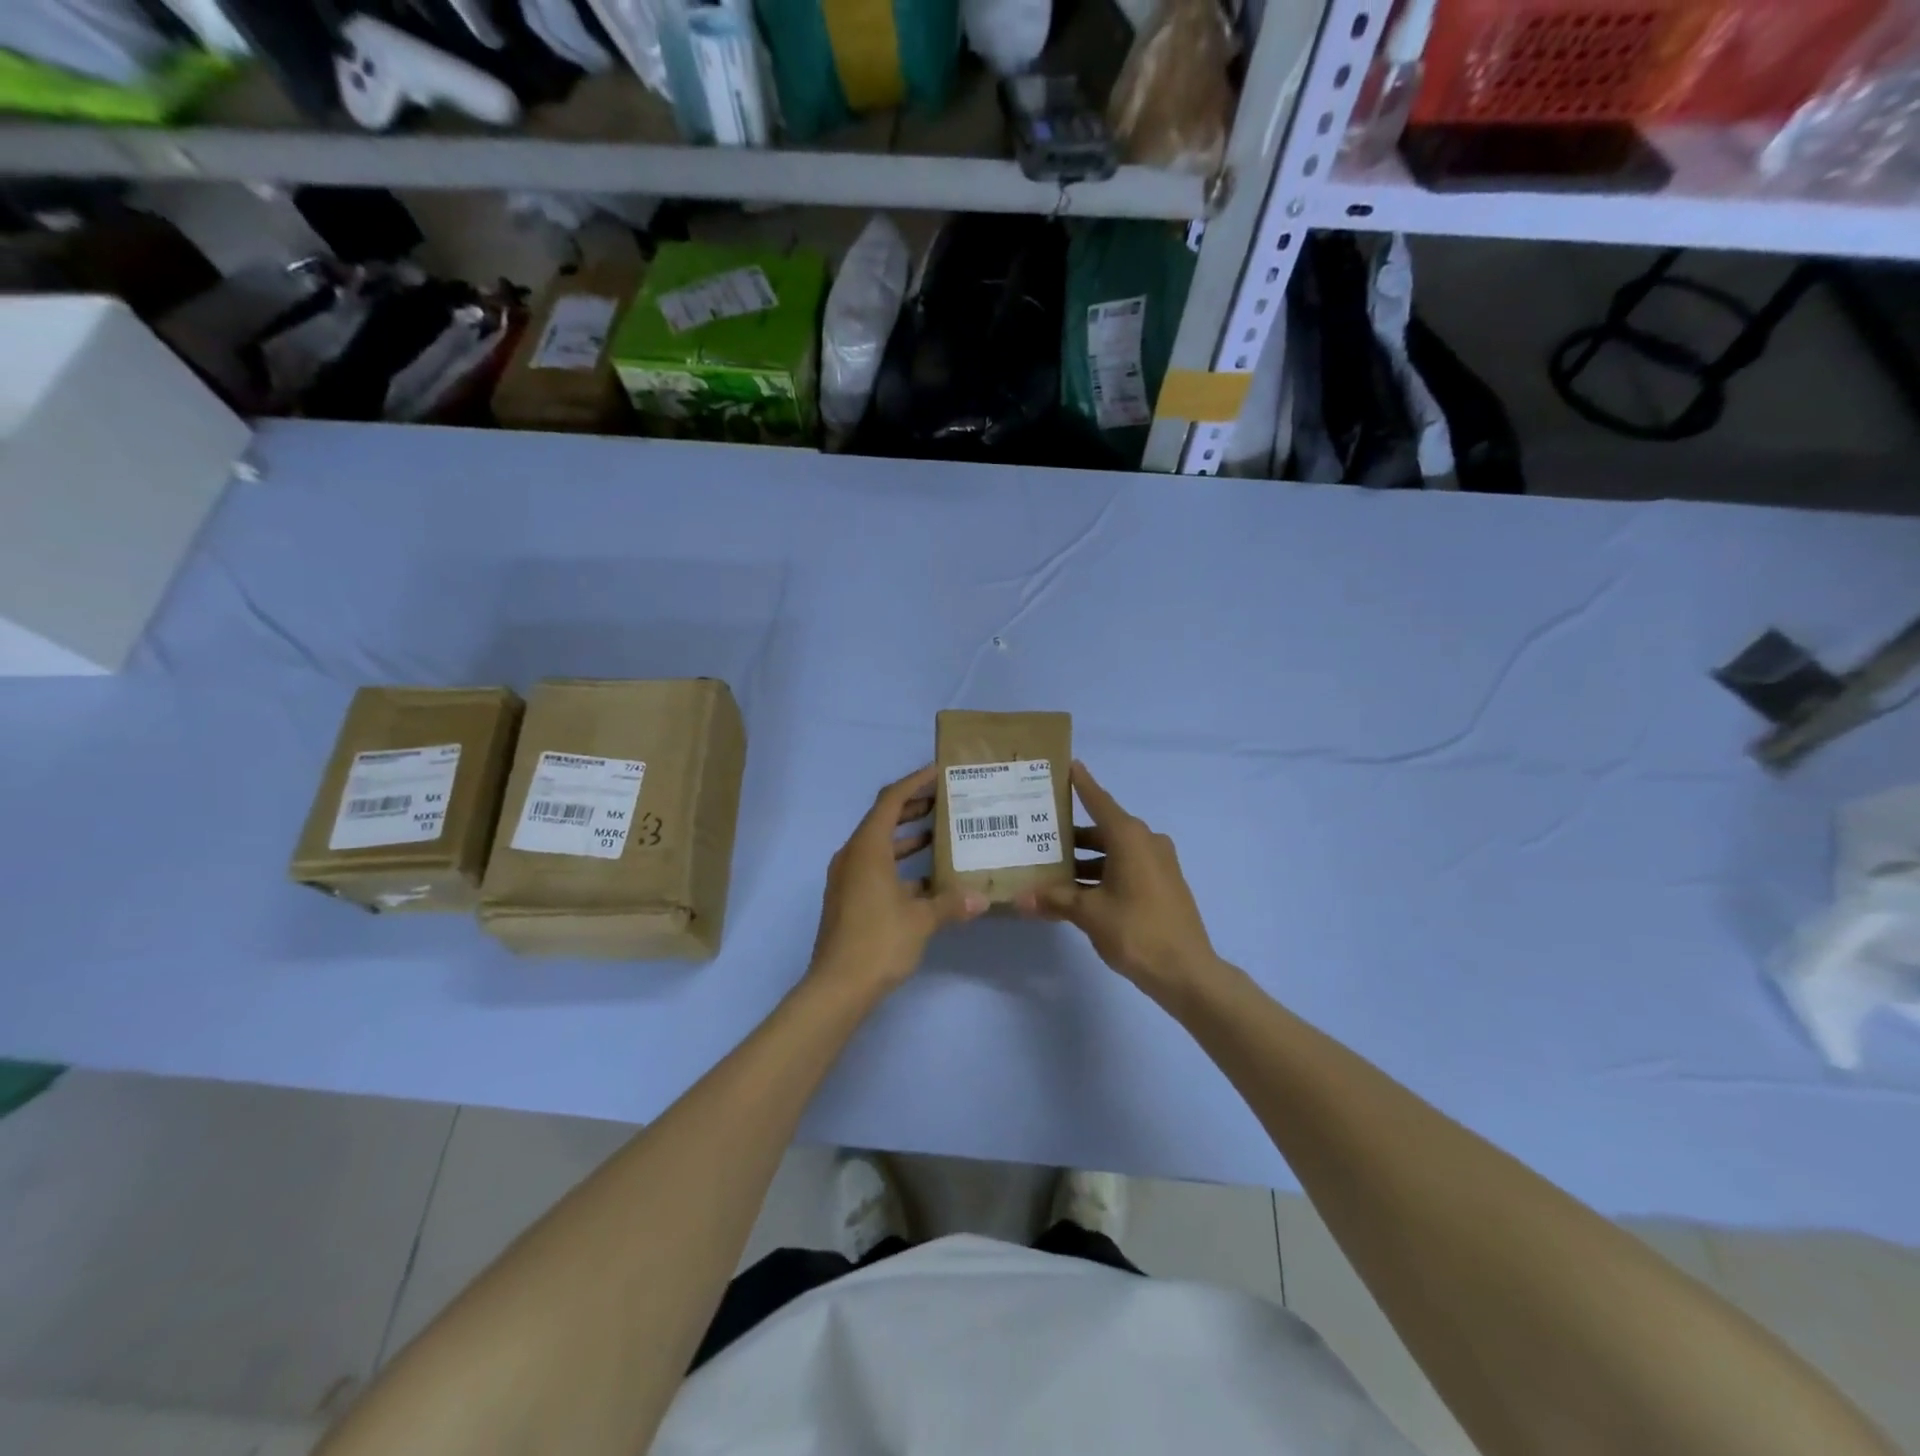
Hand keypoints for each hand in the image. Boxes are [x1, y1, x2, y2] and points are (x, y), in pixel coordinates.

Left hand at [808, 765, 987, 999]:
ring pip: (880, 845)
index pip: (891, 801)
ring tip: (941, 833)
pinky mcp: (848, 899)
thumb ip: (951, 903)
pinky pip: (876, 868)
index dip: (914, 782)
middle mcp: (853, 856)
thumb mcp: (921, 920)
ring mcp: (848, 878)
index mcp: (867, 848)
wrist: (837, 986)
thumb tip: (981, 899)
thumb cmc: (879, 941)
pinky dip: (900, 865)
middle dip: (914, 807)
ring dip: (908, 837)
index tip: (939, 772)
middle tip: (945, 800)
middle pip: (883, 819)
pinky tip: (927, 880)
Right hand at [1015, 762, 1220, 1007]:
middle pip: (1103, 828)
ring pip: (1113, 851)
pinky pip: (1126, 868)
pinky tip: (1077, 890)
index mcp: (1130, 837)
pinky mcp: (1162, 885)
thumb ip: (1055, 899)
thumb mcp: (1089, 913)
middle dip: (1072, 833)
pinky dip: (1102, 873)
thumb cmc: (1136, 930)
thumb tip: (1020, 898)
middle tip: (1039, 831)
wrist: (1187, 972)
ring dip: (1085, 859)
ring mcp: (1158, 864)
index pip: (1099, 800)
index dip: (1082, 783)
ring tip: (1051, 867)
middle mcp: (1146, 842)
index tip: (1068, 765)